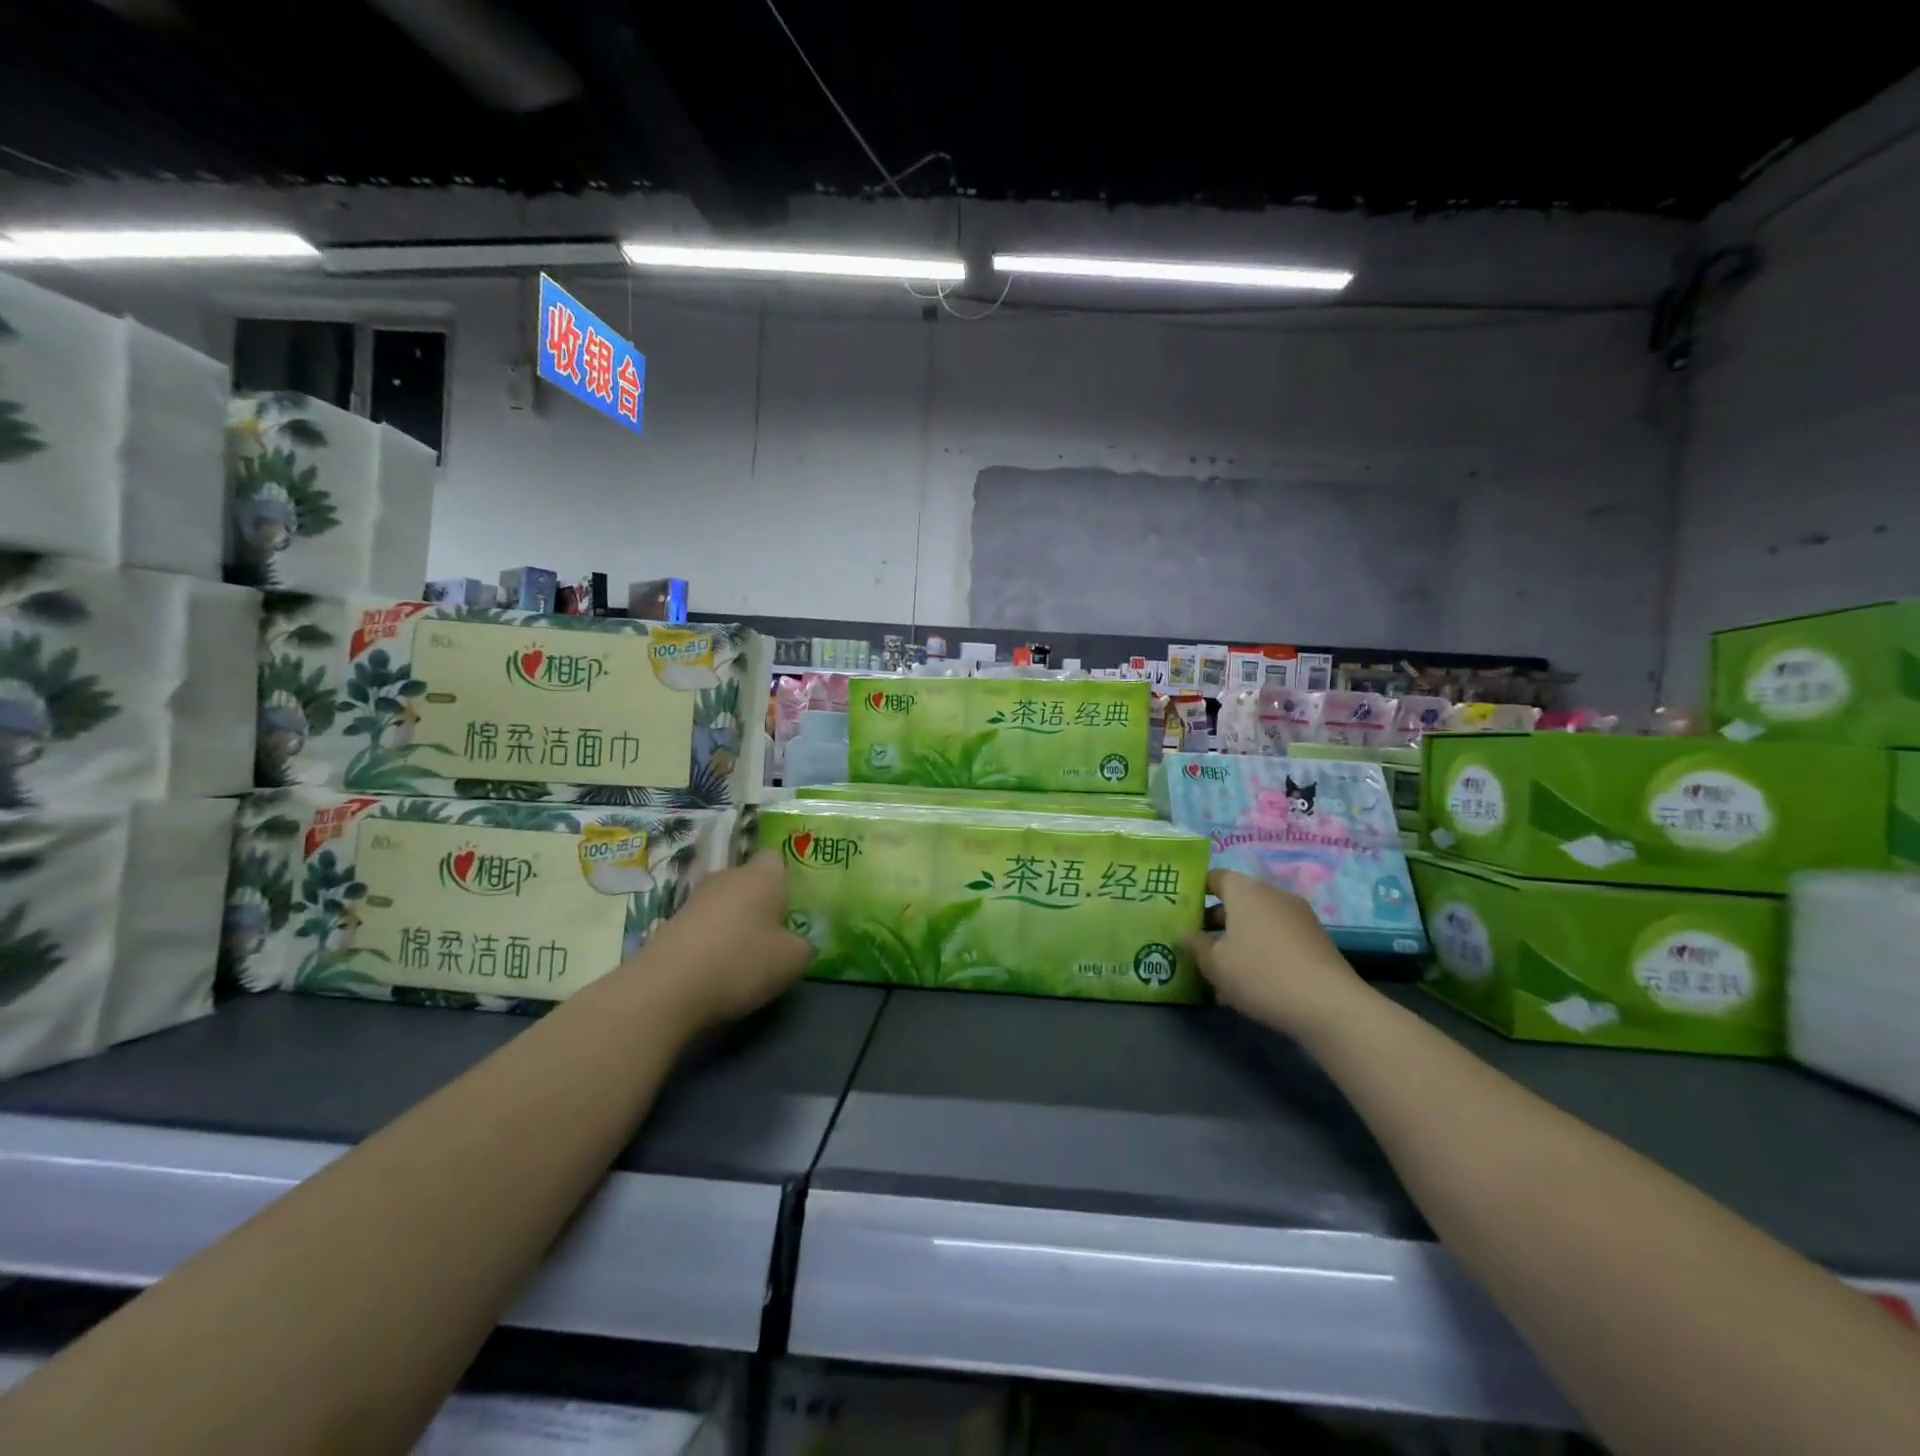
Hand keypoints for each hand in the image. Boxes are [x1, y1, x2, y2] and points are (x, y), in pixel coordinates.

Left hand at [630, 853, 814, 1028]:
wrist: (666, 988)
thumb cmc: (742, 962)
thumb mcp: (793, 960)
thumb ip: (804, 945)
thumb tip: (800, 942)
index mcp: (762, 875)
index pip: (777, 859)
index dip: (787, 880)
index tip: (793, 908)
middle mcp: (727, 876)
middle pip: (749, 881)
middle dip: (760, 903)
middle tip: (773, 935)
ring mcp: (694, 899)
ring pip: (724, 904)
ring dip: (734, 923)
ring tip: (743, 957)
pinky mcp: (670, 924)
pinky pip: (702, 926)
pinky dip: (710, 942)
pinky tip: (715, 969)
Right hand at [1181, 869, 1370, 1039]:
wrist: (1329, 1005)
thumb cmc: (1260, 973)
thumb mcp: (1214, 963)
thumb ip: (1194, 946)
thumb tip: (1184, 936)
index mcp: (1245, 890)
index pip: (1214, 877)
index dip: (1195, 891)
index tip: (1181, 912)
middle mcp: (1273, 894)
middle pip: (1237, 900)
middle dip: (1215, 920)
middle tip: (1196, 944)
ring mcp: (1299, 917)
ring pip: (1258, 921)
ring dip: (1238, 938)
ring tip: (1221, 968)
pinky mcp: (1316, 940)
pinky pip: (1278, 937)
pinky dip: (1262, 950)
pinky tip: (1252, 981)